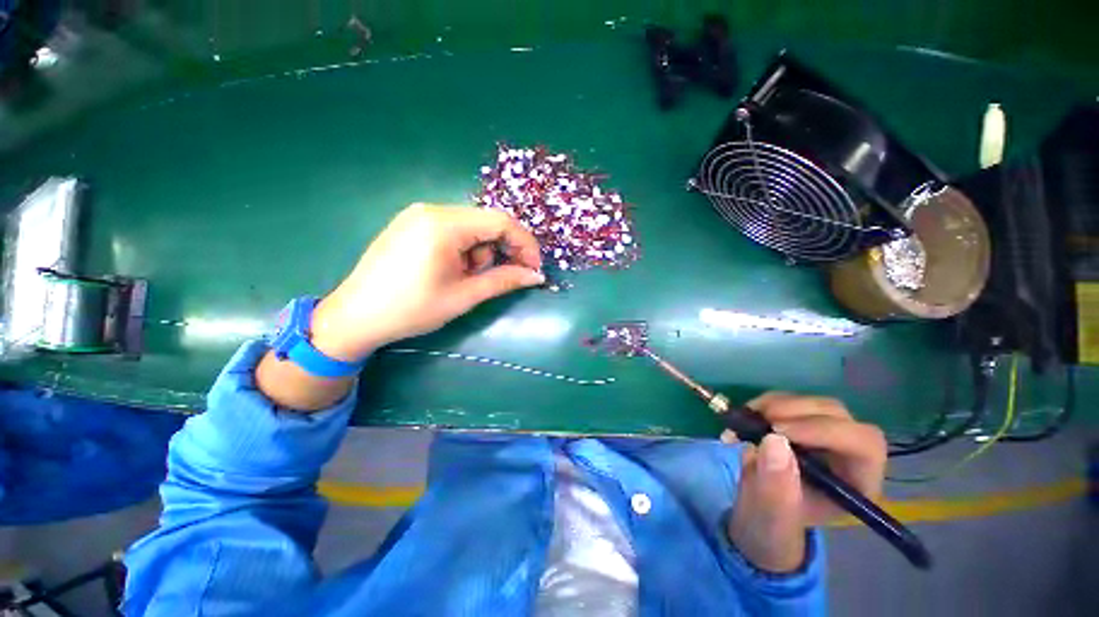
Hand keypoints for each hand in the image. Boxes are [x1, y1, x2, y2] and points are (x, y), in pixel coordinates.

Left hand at [311, 204, 543, 360]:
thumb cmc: (411, 309)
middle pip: (487, 222)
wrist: (355, 317)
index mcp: (444, 224)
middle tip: (506, 277)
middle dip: (503, 250)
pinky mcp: (413, 223)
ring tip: (468, 279)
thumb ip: (504, 281)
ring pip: (472, 227)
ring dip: (482, 252)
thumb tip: (536, 276)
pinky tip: (454, 270)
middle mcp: (432, 209)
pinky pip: (454, 230)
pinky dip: (465, 249)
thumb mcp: (464, 296)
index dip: (525, 244)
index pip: (501, 222)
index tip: (534, 268)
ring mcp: (419, 214)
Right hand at [724, 393, 886, 572]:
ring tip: (747, 421)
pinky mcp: (802, 421)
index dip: (825, 430)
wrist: (759, 510)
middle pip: (838, 416)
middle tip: (758, 421)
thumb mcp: (772, 515)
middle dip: (796, 413)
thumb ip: (776, 486)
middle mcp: (849, 454)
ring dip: (777, 406)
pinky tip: (747, 417)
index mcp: (857, 482)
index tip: (778, 431)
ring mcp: (826, 434)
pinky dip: (765, 404)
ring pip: (813, 404)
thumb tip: (774, 441)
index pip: (863, 443)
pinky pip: (789, 400)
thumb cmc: (772, 521)